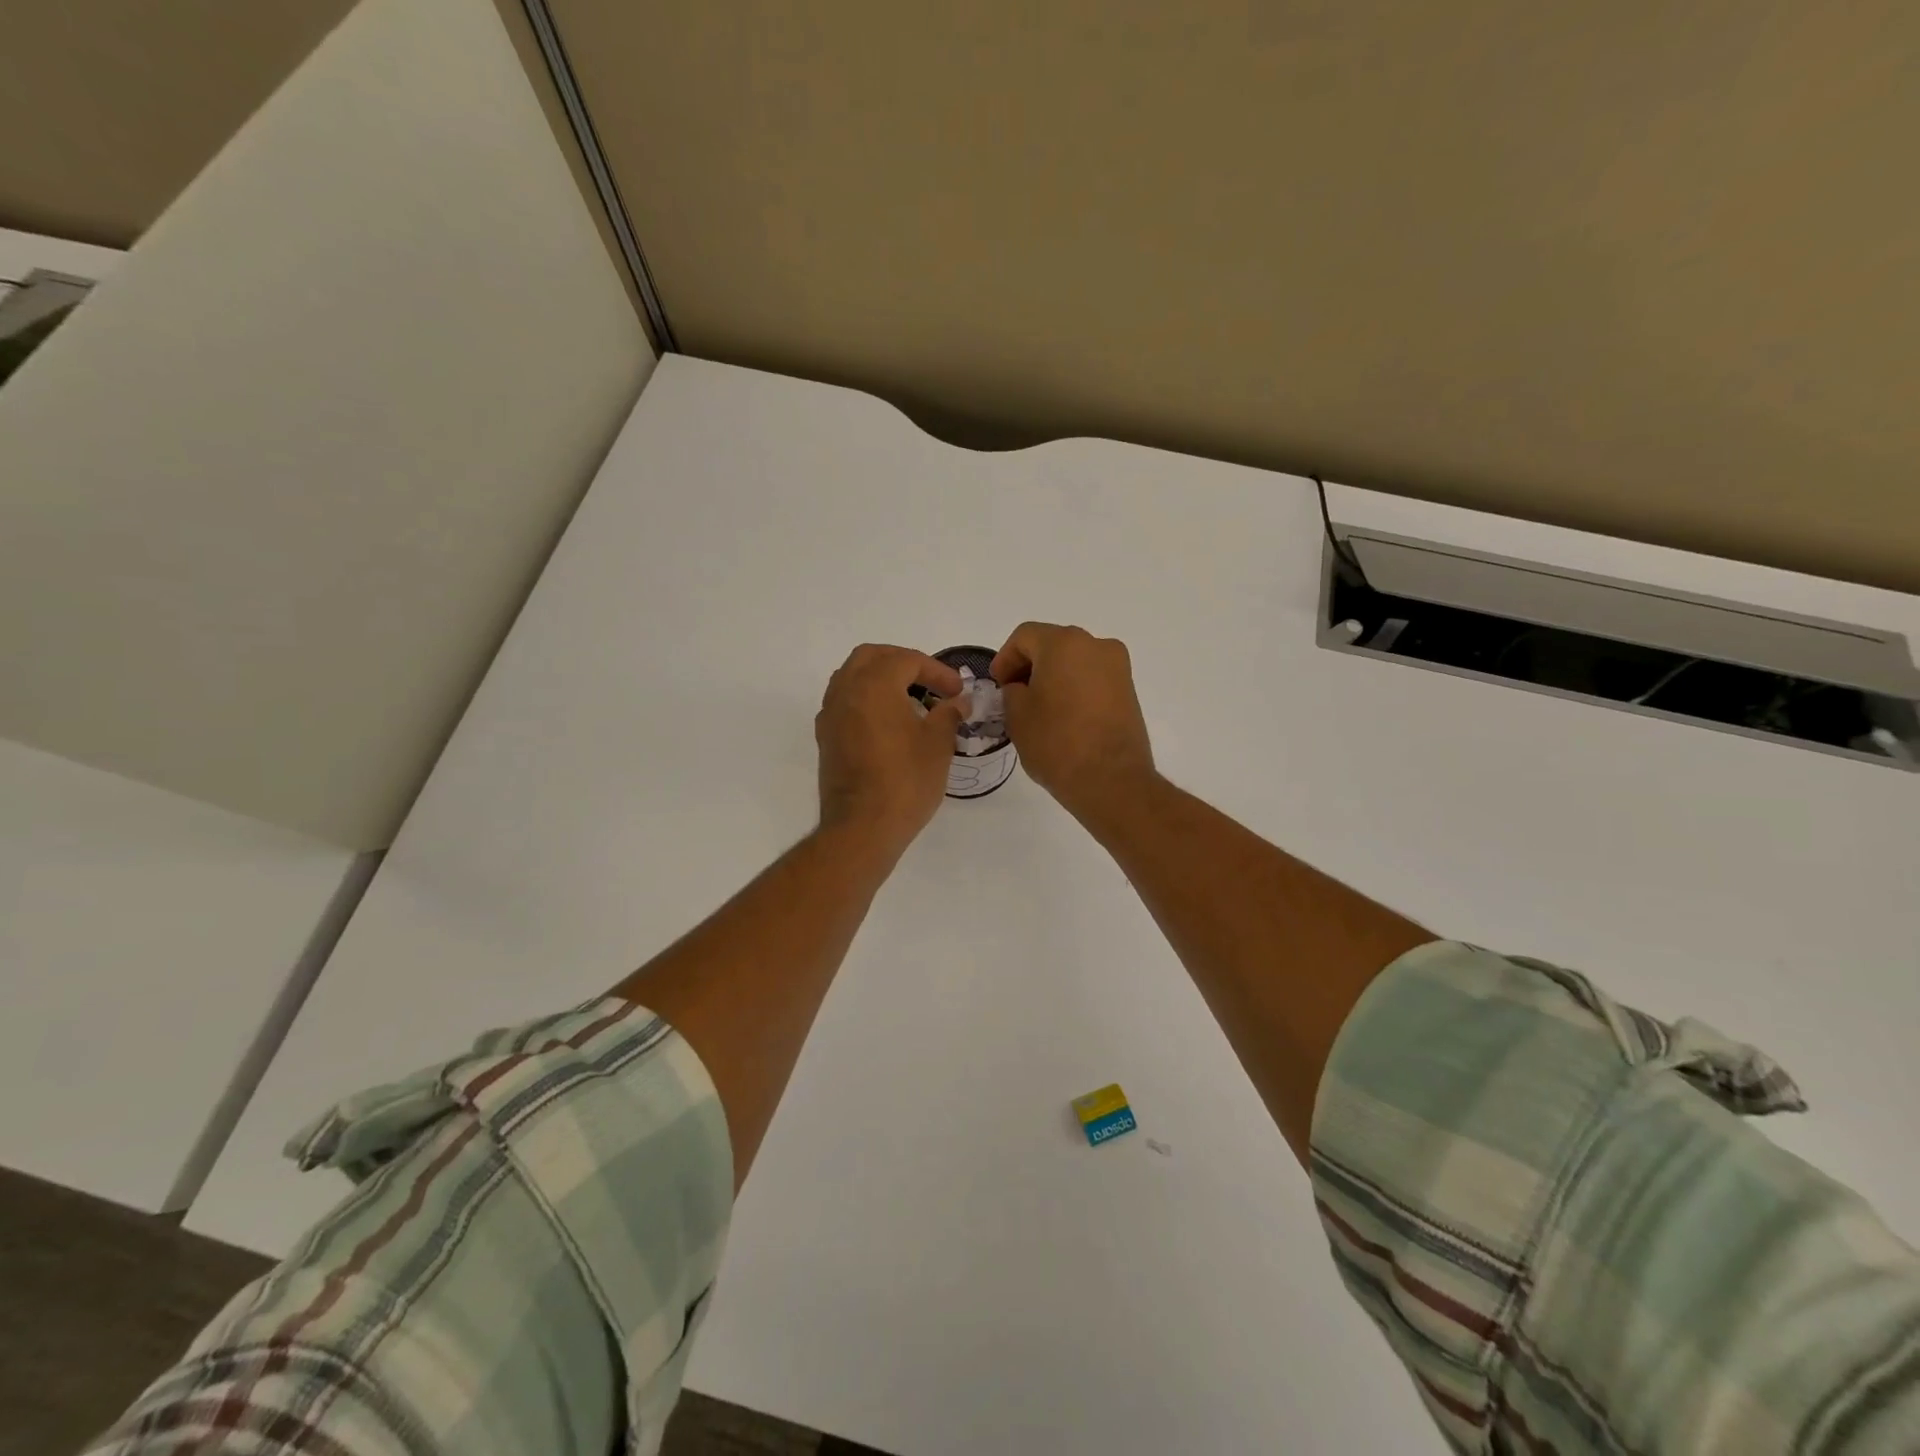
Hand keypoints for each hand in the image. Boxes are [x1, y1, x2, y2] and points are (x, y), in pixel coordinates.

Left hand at [815, 644, 966, 855]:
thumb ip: (948, 714)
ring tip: (909, 699)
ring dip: (881, 679)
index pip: (907, 660)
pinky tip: (887, 723)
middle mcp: (846, 691)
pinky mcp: (826, 738)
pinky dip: (866, 700)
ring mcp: (831, 715)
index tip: (957, 691)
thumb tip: (957, 702)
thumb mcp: (938, 744)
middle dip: (903, 663)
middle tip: (929, 682)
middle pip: (871, 657)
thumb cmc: (906, 781)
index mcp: (874, 685)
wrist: (862, 828)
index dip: (937, 671)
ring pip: (852, 677)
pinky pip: (845, 702)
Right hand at [991, 623, 1154, 820]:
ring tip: (1039, 708)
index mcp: (1064, 643)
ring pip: (1075, 661)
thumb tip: (1022, 688)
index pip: (1025, 636)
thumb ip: (1012, 691)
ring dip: (1054, 677)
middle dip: (1030, 665)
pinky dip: (1074, 688)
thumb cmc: (1056, 743)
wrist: (1111, 780)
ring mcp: (1118, 667)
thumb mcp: (1017, 715)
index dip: (1005, 658)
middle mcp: (1096, 645)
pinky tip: (1063, 716)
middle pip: (1053, 644)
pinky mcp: (1129, 690)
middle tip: (1014, 694)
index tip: (997, 685)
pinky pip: (1093, 678)